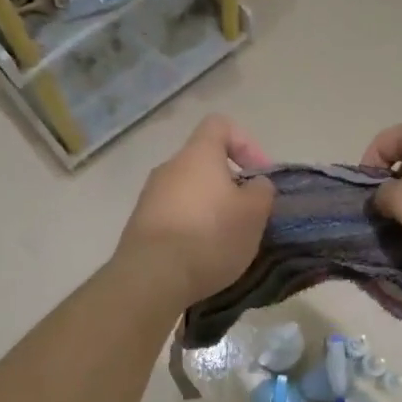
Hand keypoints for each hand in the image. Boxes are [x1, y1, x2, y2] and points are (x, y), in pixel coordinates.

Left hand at [117, 116, 274, 306]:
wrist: (152, 276)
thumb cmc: (210, 236)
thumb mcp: (254, 213)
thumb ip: (261, 190)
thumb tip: (254, 184)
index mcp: (198, 154)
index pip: (220, 125)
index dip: (246, 143)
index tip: (259, 175)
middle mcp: (169, 168)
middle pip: (204, 164)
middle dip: (229, 185)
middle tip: (247, 215)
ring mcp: (149, 197)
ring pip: (188, 193)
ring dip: (210, 210)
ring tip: (226, 241)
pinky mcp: (140, 226)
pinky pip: (173, 217)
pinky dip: (190, 230)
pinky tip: (201, 257)